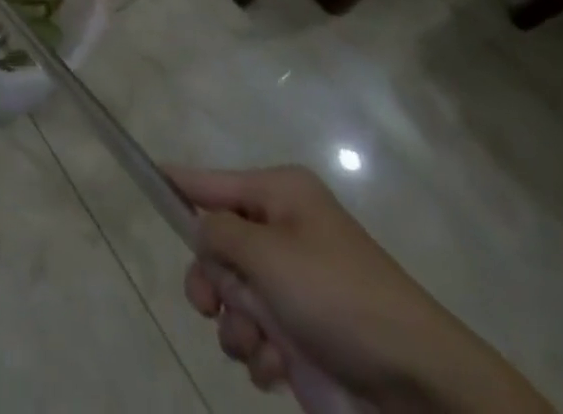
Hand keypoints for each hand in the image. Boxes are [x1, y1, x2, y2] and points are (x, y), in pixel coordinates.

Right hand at [172, 165, 549, 413]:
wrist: (417, 389)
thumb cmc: (338, 298)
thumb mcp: (269, 254)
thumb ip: (218, 235)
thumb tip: (199, 227)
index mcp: (280, 196)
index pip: (213, 181)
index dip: (178, 183)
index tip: (144, 172)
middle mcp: (282, 234)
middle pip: (214, 245)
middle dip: (209, 280)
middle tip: (210, 304)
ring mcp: (291, 288)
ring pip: (229, 296)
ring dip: (235, 323)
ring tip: (260, 341)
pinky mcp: (299, 337)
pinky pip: (253, 336)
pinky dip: (257, 352)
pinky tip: (278, 365)